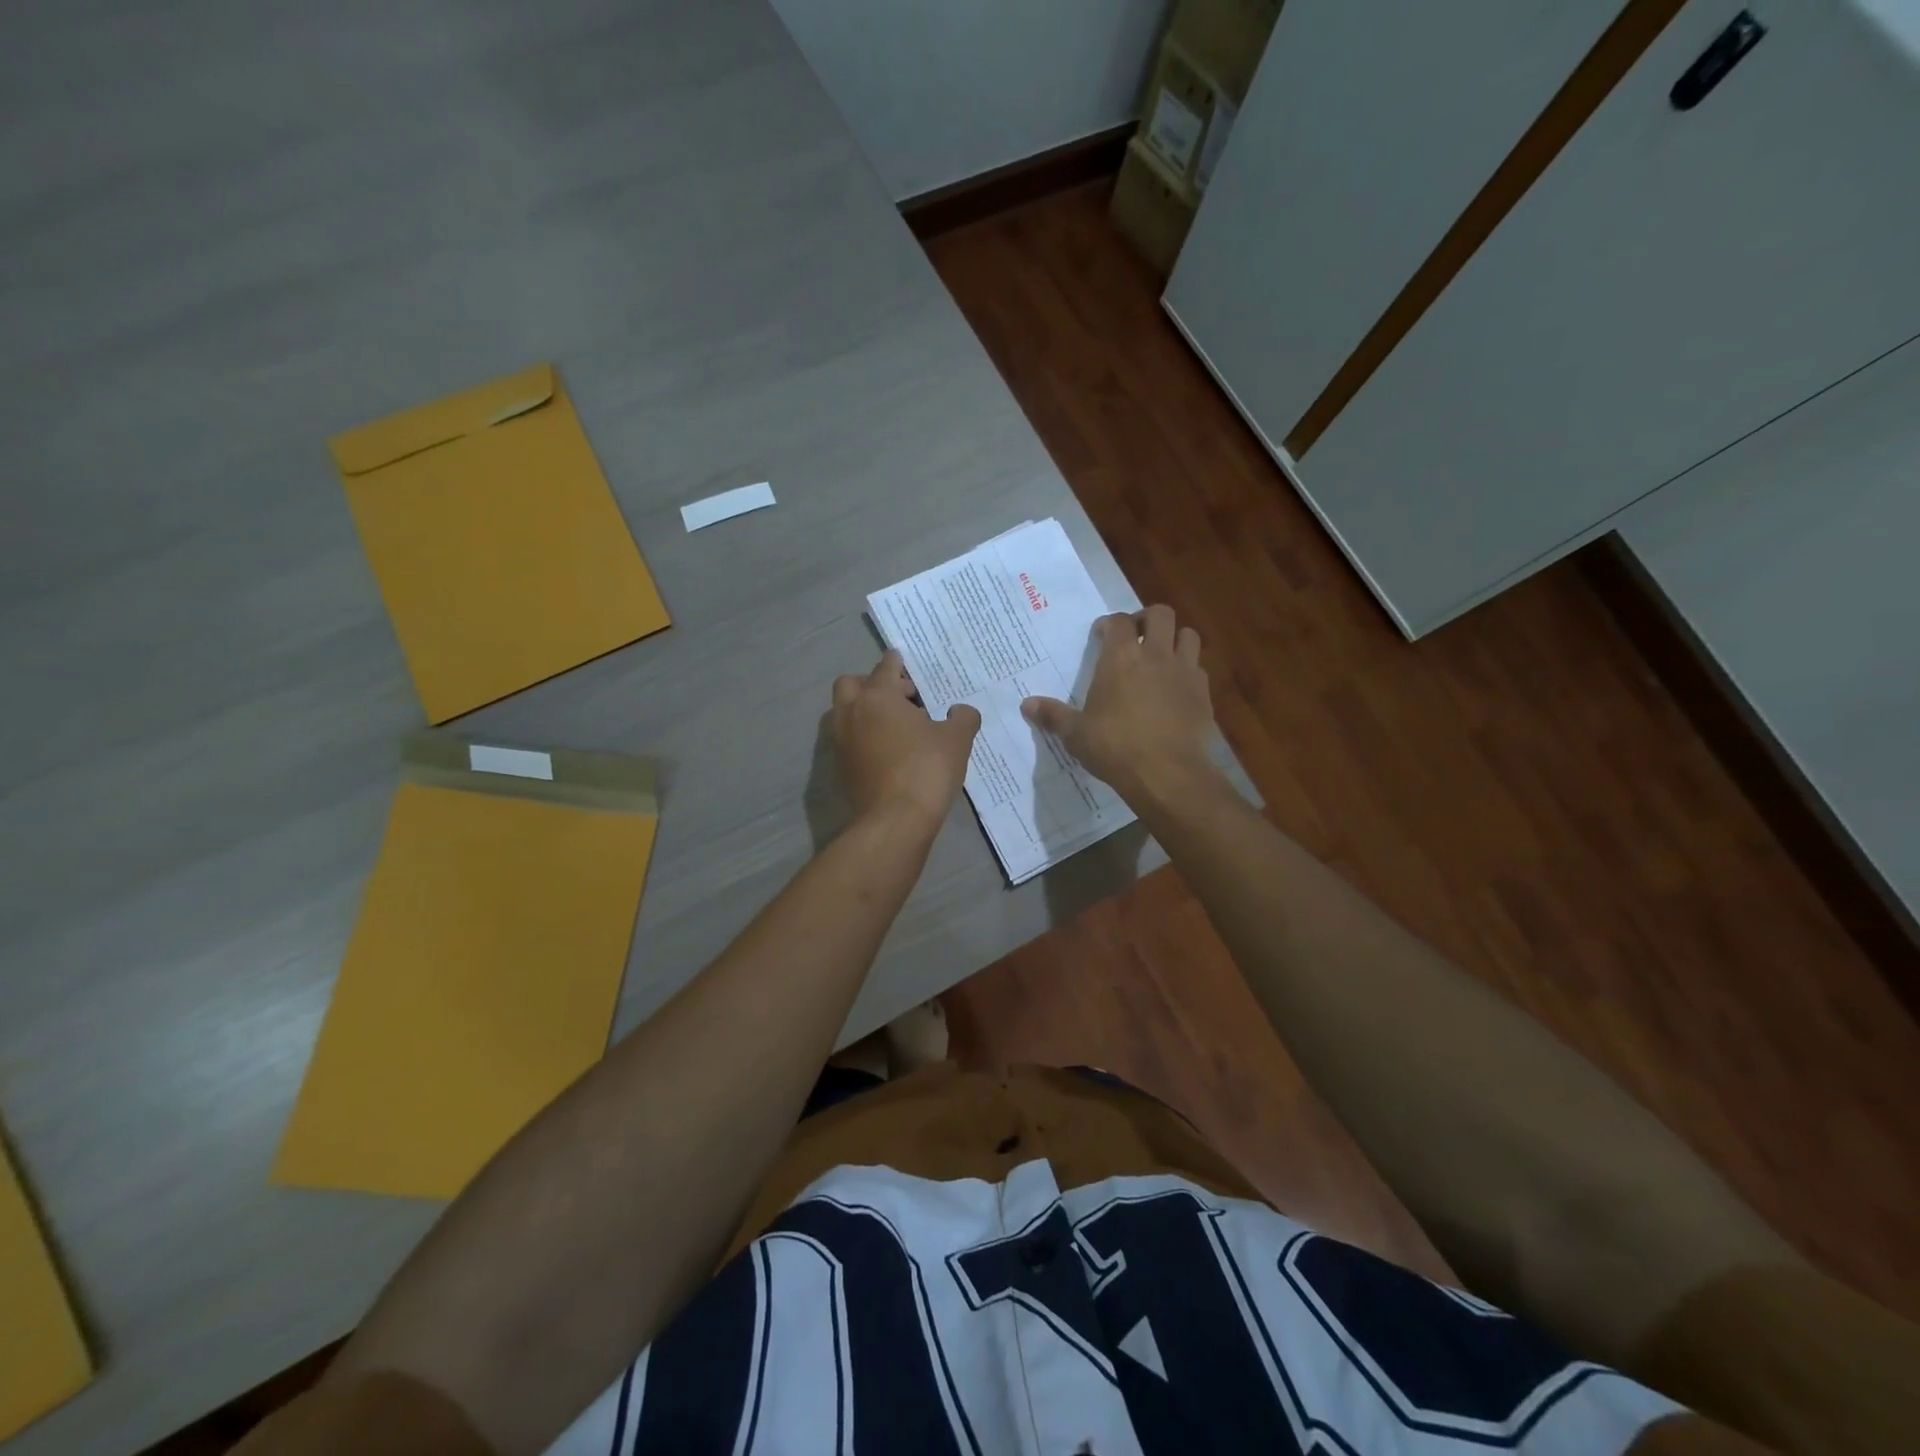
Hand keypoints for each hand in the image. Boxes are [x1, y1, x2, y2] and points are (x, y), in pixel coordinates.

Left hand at [832, 650, 980, 829]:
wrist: (895, 821)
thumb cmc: (927, 769)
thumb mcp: (957, 739)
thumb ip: (962, 717)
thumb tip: (961, 711)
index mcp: (877, 697)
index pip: (885, 667)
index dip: (898, 662)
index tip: (903, 660)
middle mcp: (852, 713)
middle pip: (852, 684)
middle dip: (873, 683)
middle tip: (901, 696)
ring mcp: (842, 742)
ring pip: (846, 712)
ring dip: (866, 710)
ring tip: (896, 723)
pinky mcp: (842, 767)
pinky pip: (850, 738)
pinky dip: (864, 735)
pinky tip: (890, 748)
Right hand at [1021, 605, 1217, 807]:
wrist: (1166, 772)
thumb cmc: (1114, 747)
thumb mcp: (1076, 734)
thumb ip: (1053, 715)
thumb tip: (1026, 705)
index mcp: (1121, 657)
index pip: (1118, 621)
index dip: (1109, 623)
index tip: (1100, 635)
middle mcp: (1155, 654)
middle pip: (1160, 614)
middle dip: (1147, 619)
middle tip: (1135, 636)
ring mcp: (1184, 672)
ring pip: (1187, 635)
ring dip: (1175, 638)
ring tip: (1162, 656)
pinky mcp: (1203, 693)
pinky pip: (1198, 668)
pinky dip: (1188, 670)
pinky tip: (1176, 688)